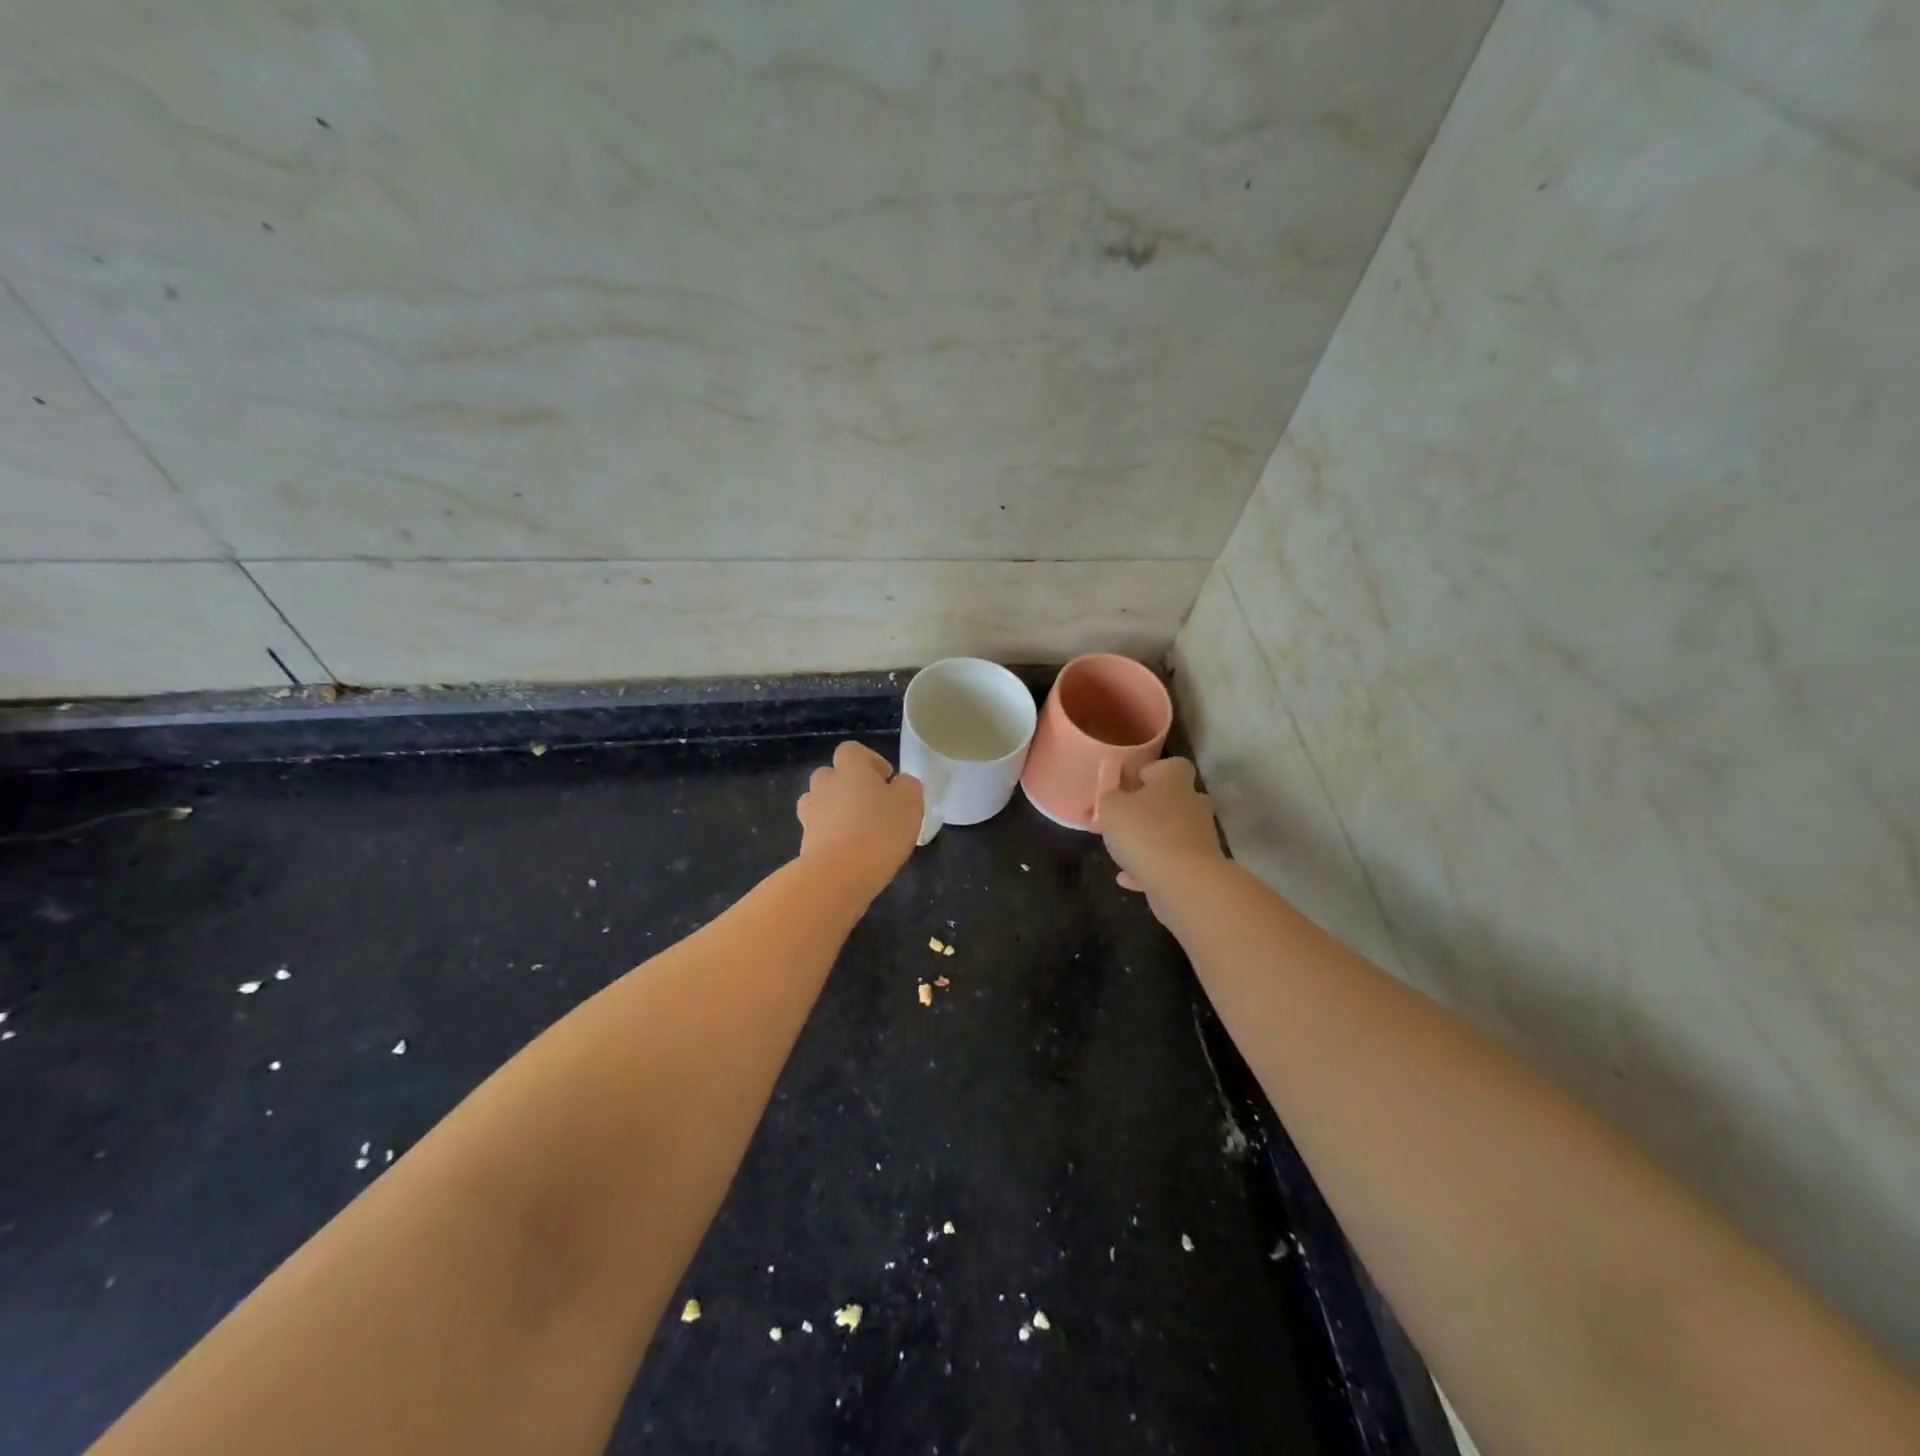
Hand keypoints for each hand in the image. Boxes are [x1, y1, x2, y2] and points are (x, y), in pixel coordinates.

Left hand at [796, 742, 924, 898]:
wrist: (838, 874)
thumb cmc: (879, 830)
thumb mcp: (910, 802)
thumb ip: (908, 786)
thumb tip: (900, 784)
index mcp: (850, 768)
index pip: (852, 750)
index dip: (869, 761)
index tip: (886, 780)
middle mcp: (825, 785)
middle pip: (831, 775)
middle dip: (848, 786)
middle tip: (872, 806)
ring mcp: (810, 814)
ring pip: (820, 803)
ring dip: (836, 811)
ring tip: (859, 830)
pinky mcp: (805, 843)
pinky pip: (819, 831)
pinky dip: (832, 837)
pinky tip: (851, 854)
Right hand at [1096, 757, 1226, 900]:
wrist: (1184, 883)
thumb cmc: (1145, 833)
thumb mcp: (1111, 809)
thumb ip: (1109, 798)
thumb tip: (1113, 798)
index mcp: (1174, 782)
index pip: (1172, 765)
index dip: (1152, 771)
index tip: (1131, 784)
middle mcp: (1192, 805)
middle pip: (1175, 799)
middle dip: (1152, 807)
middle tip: (1126, 817)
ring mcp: (1199, 837)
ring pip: (1172, 832)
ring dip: (1150, 840)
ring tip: (1122, 850)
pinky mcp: (1199, 867)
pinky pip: (1171, 862)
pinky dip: (1150, 868)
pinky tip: (1126, 877)